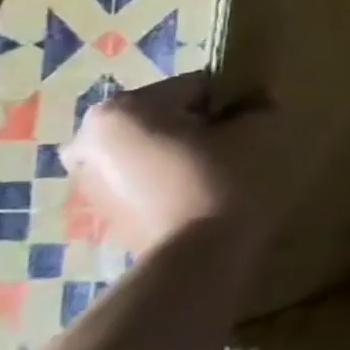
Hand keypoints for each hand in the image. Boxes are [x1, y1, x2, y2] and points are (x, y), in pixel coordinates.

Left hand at [62, 72, 278, 256]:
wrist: (197, 263)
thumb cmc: (225, 183)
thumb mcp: (260, 131)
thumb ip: (259, 104)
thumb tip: (256, 101)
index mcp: (123, 109)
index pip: (198, 87)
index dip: (236, 103)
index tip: (257, 127)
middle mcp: (90, 139)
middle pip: (171, 118)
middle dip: (207, 130)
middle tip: (240, 153)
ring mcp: (89, 180)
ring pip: (158, 149)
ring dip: (191, 156)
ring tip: (225, 179)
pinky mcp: (103, 213)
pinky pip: (149, 181)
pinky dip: (176, 182)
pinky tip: (204, 199)